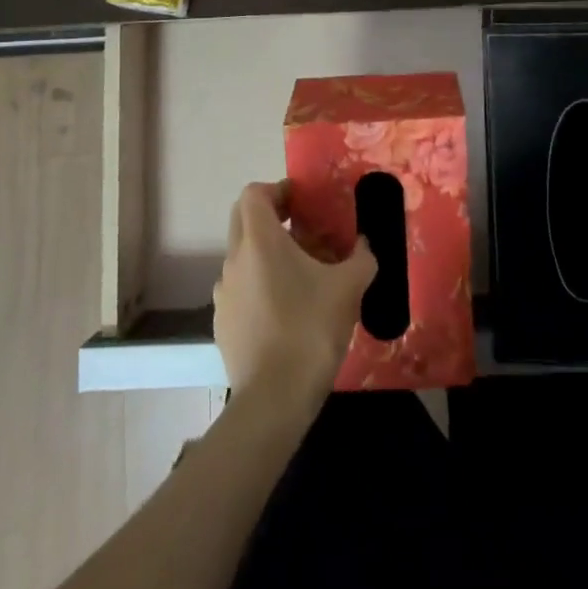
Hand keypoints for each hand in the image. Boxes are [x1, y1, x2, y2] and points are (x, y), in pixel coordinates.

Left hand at [213, 180, 375, 403]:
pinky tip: (287, 312)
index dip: (277, 190)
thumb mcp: (349, 287)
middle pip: (244, 220)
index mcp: (259, 241)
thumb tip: (365, 246)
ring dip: (267, 255)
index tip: (302, 204)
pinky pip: (241, 290)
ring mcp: (224, 293)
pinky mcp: (222, 323)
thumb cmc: (310, 329)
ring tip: (302, 277)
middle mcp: (234, 259)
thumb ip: (362, 257)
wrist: (274, 398)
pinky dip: (260, 287)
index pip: (254, 193)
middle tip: (305, 233)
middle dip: (272, 218)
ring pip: (243, 257)